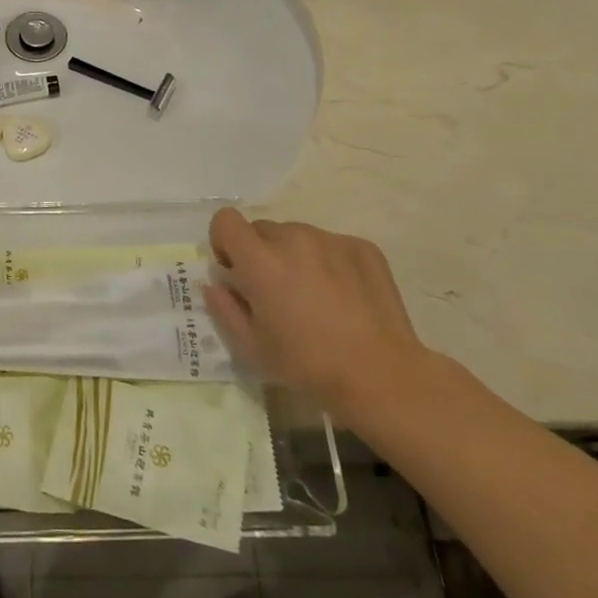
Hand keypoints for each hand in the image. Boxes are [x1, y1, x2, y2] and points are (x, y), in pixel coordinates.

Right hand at [203, 208, 439, 425]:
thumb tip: (216, 284)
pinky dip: (328, 262)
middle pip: (262, 229)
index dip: (224, 242)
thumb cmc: (308, 366)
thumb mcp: (251, 348)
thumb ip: (224, 308)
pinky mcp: (362, 247)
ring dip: (295, 257)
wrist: (382, 376)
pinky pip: (331, 245)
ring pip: (297, 236)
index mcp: (261, 261)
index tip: (236, 272)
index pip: (226, 220)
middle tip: (277, 293)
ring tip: (315, 297)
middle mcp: (294, 238)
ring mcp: (331, 239)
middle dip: (260, 254)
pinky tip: (344, 298)